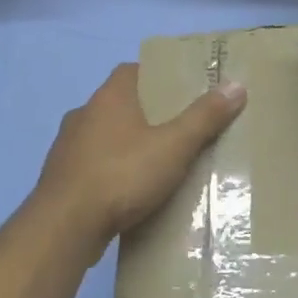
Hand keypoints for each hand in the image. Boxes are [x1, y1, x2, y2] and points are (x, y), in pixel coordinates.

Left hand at [33, 63, 245, 256]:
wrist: (64, 227)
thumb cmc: (121, 175)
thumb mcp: (173, 147)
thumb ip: (204, 118)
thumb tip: (236, 85)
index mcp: (108, 97)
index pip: (131, 70)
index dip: (156, 76)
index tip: (180, 89)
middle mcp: (83, 114)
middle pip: (119, 104)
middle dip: (146, 114)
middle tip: (178, 128)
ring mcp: (67, 147)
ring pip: (103, 136)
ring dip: (126, 145)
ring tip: (157, 163)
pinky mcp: (60, 179)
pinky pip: (92, 166)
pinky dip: (110, 172)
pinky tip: (129, 193)